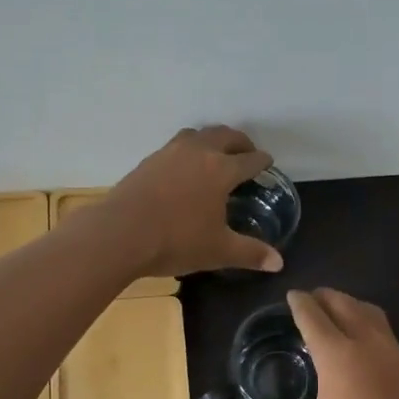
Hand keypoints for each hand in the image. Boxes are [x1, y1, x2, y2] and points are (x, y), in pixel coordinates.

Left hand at [100, 126, 283, 276]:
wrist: (120, 234)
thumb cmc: (176, 241)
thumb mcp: (218, 251)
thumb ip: (251, 253)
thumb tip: (278, 263)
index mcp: (221, 170)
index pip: (249, 159)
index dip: (262, 161)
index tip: (267, 163)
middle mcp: (198, 152)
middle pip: (225, 136)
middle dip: (240, 142)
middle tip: (246, 152)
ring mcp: (170, 153)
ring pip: (197, 134)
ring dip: (212, 139)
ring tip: (215, 153)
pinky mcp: (148, 161)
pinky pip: (175, 145)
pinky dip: (188, 149)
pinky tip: (183, 167)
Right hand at [250, 289, 398, 398]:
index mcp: (338, 354)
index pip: (314, 317)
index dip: (300, 303)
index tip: (292, 295)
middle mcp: (367, 344)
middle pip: (345, 305)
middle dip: (326, 296)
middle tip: (312, 299)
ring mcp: (394, 354)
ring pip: (371, 314)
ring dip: (351, 305)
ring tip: (337, 313)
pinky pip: (386, 332)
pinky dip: (369, 324)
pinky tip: (363, 345)